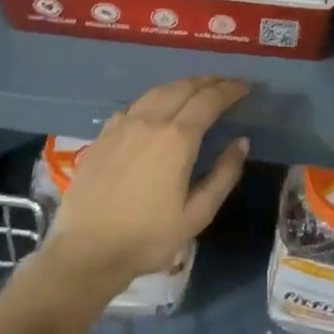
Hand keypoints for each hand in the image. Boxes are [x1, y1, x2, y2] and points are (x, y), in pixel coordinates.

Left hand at [40, 76, 249, 300]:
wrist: (87, 251)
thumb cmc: (149, 237)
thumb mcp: (198, 214)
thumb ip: (224, 174)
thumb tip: (241, 142)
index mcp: (177, 139)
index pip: (209, 100)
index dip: (230, 90)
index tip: (245, 87)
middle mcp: (149, 122)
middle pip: (182, 88)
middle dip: (208, 82)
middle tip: (226, 85)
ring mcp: (121, 127)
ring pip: (156, 92)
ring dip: (180, 86)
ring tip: (196, 89)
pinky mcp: (102, 137)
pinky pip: (133, 107)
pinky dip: (153, 100)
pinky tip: (155, 110)